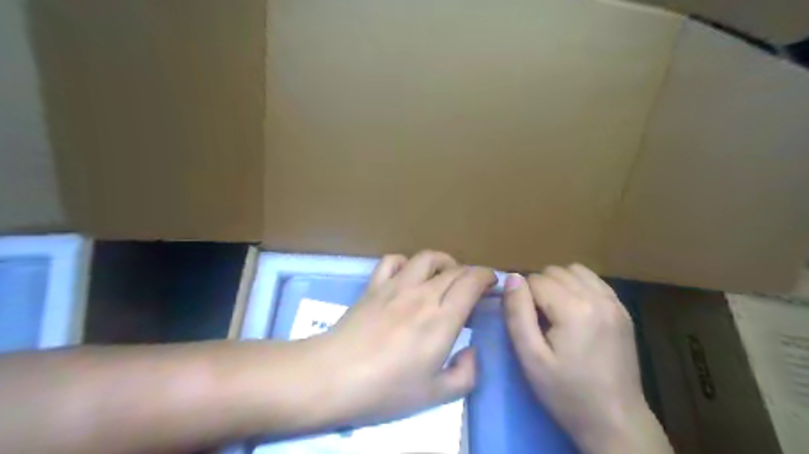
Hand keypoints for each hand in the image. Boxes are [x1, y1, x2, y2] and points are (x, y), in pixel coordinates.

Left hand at [311, 252, 495, 428]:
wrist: (334, 376)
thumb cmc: (387, 389)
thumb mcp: (436, 395)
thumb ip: (465, 374)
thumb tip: (471, 351)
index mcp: (442, 318)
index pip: (472, 282)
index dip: (486, 277)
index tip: (491, 284)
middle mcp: (423, 294)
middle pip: (454, 269)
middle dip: (470, 273)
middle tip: (472, 288)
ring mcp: (396, 286)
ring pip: (427, 258)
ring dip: (443, 262)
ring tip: (445, 276)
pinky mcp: (374, 286)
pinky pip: (393, 261)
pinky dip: (406, 263)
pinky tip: (407, 276)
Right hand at [504, 265, 669, 451]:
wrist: (615, 421)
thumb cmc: (566, 393)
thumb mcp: (530, 357)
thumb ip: (517, 313)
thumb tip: (513, 277)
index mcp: (574, 309)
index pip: (535, 280)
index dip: (523, 298)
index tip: (527, 323)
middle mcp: (598, 297)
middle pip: (554, 271)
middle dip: (540, 288)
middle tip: (539, 320)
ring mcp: (614, 302)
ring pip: (574, 270)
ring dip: (558, 283)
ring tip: (555, 312)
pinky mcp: (623, 310)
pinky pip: (593, 280)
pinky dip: (577, 286)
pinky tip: (574, 310)